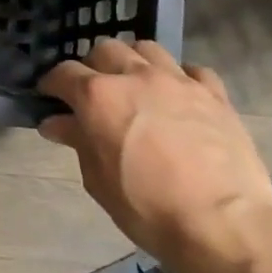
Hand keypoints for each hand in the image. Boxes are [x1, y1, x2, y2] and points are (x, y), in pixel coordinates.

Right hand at [37, 39, 271, 266]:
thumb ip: (77, 142)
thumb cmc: (147, 207)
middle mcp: (136, 76)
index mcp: (99, 97)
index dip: (52, 84)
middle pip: (105, 50)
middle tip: (92, 93)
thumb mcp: (98, 180)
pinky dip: (178, 78)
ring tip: (133, 85)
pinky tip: (177, 97)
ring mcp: (178, 81)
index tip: (49, 97)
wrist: (222, 223)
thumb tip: (56, 123)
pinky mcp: (215, 93)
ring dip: (133, 62)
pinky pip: (191, 70)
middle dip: (92, 67)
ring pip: (147, 49)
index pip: (64, 73)